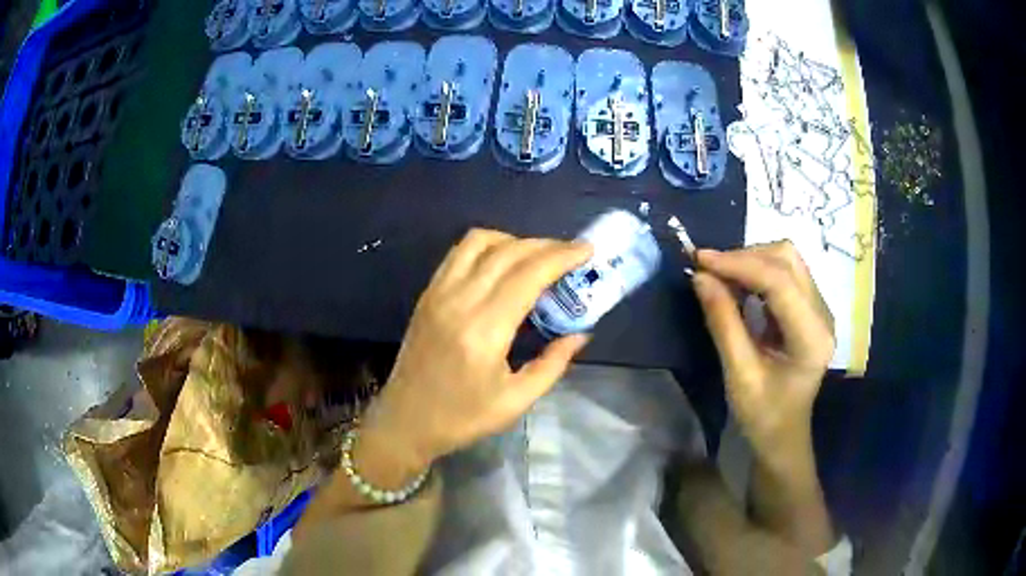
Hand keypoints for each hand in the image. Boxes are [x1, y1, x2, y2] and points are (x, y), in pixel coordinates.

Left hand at [362, 229, 593, 470]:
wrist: (406, 420)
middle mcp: (459, 301)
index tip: (586, 249)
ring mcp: (438, 293)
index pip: (528, 275)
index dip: (561, 256)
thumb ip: (553, 363)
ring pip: (479, 242)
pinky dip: (486, 246)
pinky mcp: (427, 294)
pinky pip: (458, 253)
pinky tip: (502, 262)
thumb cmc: (462, 418)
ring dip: (513, 240)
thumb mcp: (516, 401)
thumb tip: (581, 333)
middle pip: (508, 252)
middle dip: (545, 245)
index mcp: (484, 331)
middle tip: (570, 253)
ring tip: (536, 257)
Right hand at [692, 242, 834, 457]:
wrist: (784, 434)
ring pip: (786, 260)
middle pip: (787, 259)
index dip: (739, 264)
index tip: (700, 260)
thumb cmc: (763, 415)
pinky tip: (737, 284)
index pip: (779, 281)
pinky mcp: (809, 308)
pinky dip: (756, 271)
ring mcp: (819, 308)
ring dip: (750, 260)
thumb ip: (723, 322)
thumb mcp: (738, 374)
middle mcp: (822, 314)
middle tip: (708, 270)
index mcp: (811, 337)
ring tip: (720, 275)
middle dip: (745, 257)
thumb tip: (700, 277)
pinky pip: (784, 273)